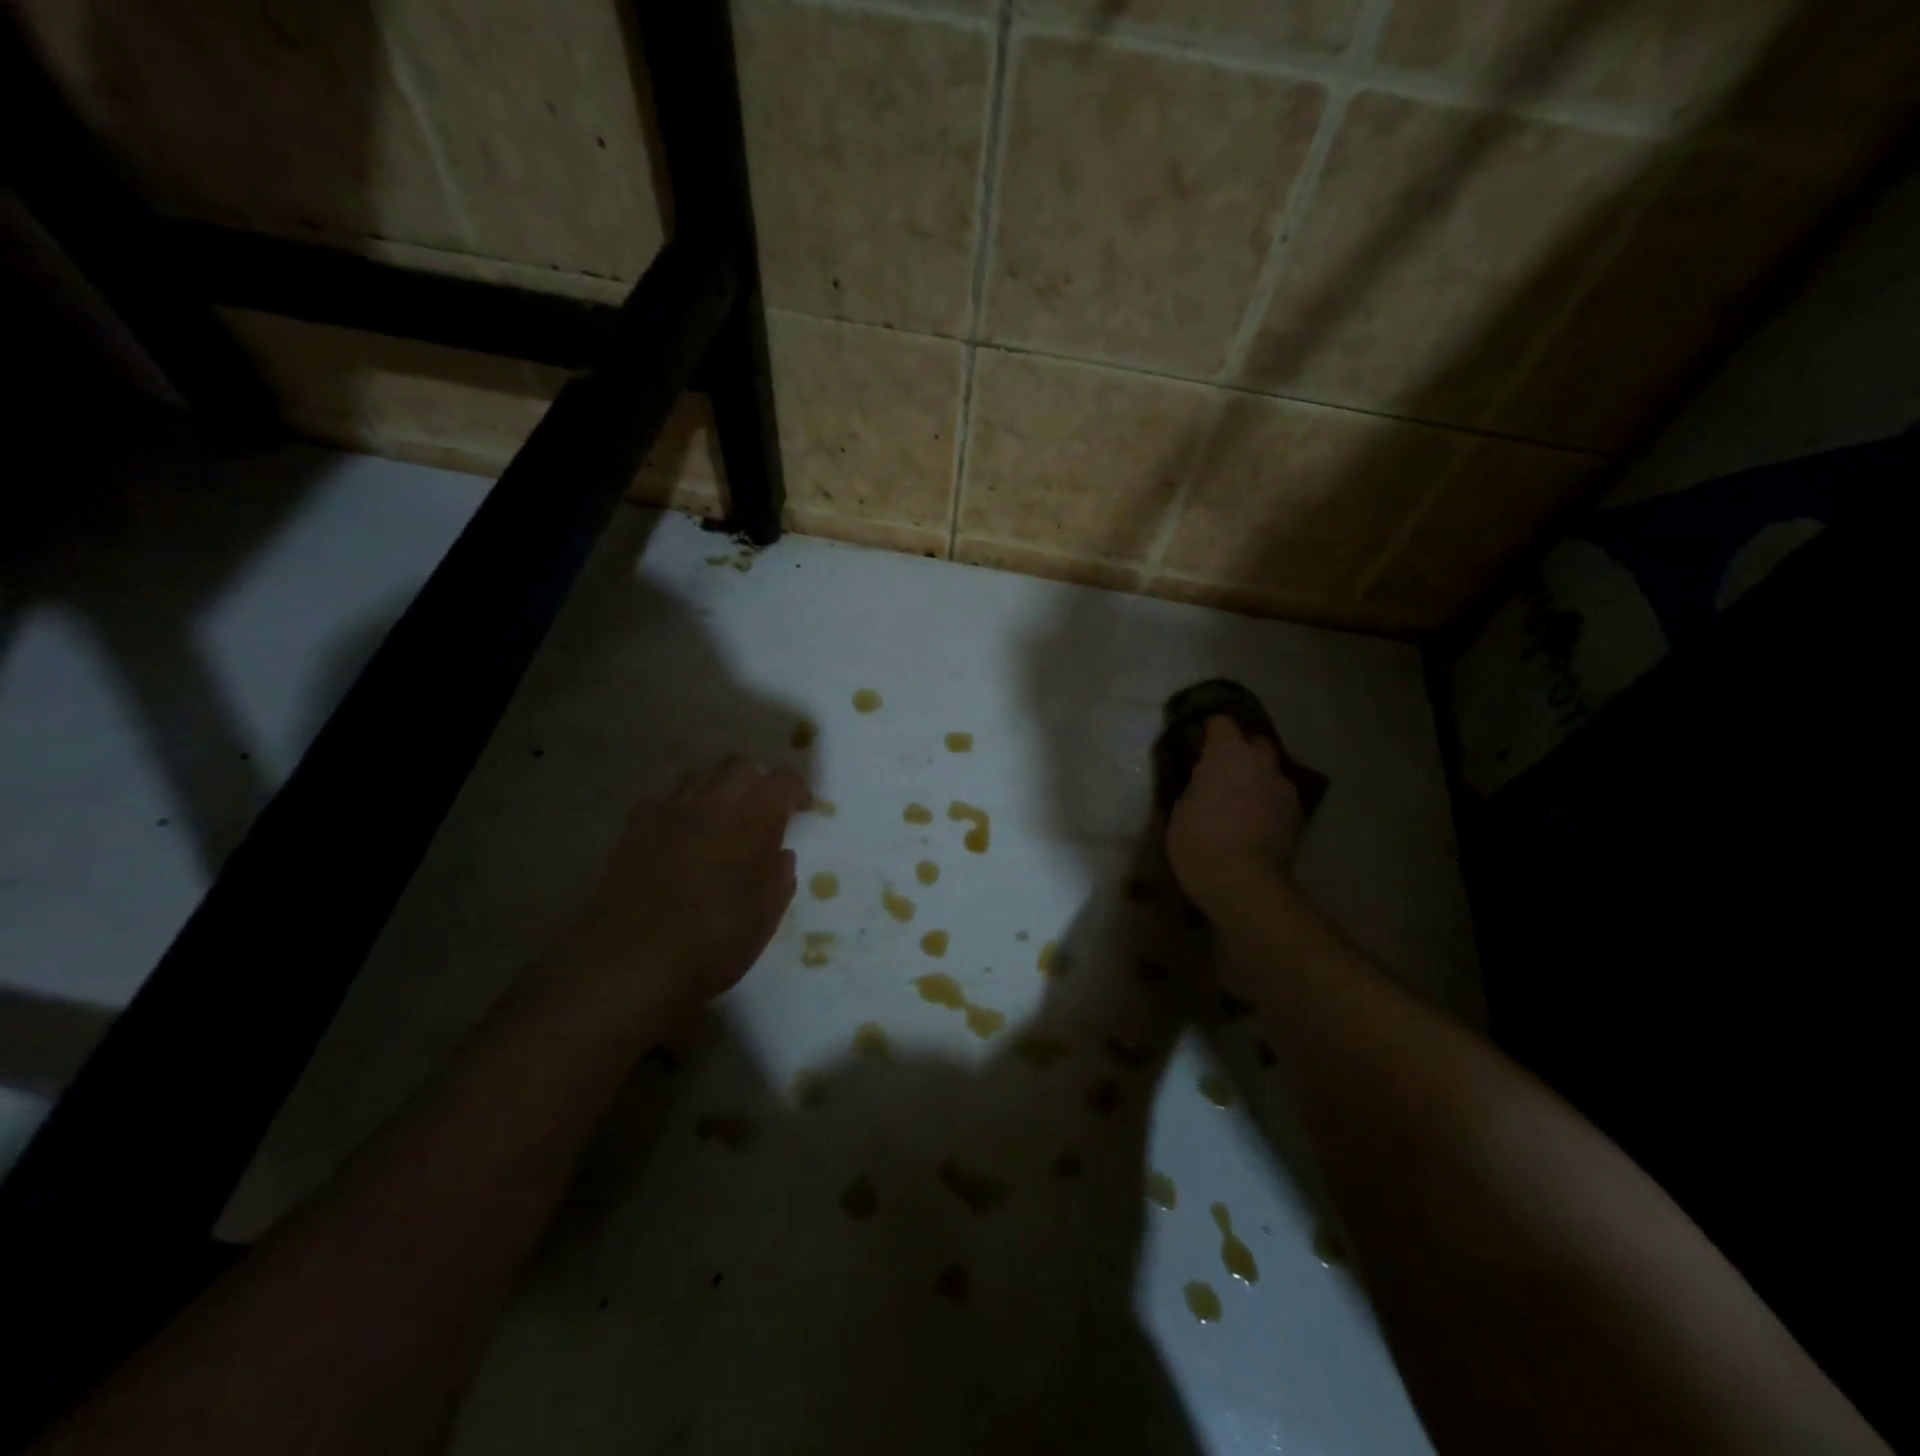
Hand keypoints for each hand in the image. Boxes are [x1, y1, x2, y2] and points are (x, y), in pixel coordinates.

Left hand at [556, 756, 810, 1019]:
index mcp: (749, 824)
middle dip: (759, 780)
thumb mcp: (763, 921)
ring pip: (700, 777)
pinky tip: (682, 835)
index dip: (797, 789)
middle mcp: (709, 806)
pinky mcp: (633, 829)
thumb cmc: (709, 947)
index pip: (781, 782)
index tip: (803, 808)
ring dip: (720, 789)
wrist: (628, 967)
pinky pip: (664, 800)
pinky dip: (682, 808)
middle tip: (765, 809)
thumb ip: (778, 879)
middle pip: (739, 766)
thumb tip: (780, 855)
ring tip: (724, 819)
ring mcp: (666, 814)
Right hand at [1166, 716, 1302, 917]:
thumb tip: (1205, 779)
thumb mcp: (1181, 808)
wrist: (1242, 882)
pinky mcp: (1297, 814)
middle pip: (1255, 742)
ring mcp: (1283, 788)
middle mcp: (1260, 762)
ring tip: (1241, 799)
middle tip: (1223, 771)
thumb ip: (1198, 784)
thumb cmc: (1198, 841)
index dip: (1210, 731)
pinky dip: (1268, 801)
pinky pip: (1280, 796)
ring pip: (1271, 771)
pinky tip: (1256, 821)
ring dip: (1257, 777)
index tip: (1199, 745)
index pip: (1222, 723)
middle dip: (1242, 751)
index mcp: (1227, 754)